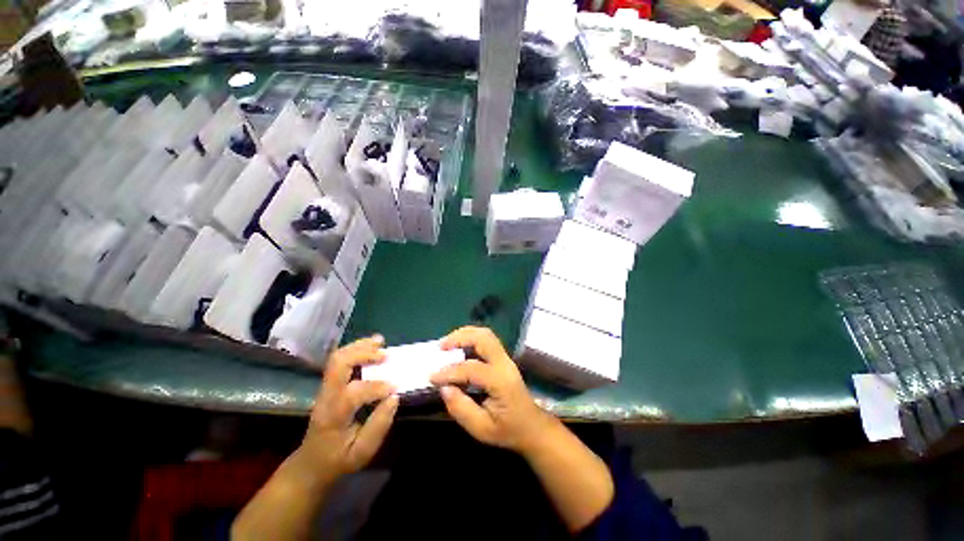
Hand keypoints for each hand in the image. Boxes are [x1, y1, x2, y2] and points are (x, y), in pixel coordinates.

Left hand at [297, 335, 398, 484]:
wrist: (310, 464)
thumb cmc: (338, 460)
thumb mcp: (361, 453)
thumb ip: (379, 426)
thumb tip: (394, 397)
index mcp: (333, 417)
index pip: (353, 393)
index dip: (377, 387)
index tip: (396, 387)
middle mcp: (326, 397)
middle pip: (338, 365)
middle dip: (363, 354)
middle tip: (385, 354)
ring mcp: (325, 388)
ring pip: (337, 358)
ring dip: (360, 346)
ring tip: (380, 341)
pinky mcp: (329, 384)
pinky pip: (340, 360)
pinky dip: (357, 349)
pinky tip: (371, 346)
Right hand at [430, 326, 554, 454]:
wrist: (532, 427)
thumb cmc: (508, 430)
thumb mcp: (482, 428)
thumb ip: (461, 408)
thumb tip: (444, 388)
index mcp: (500, 381)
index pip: (471, 368)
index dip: (449, 372)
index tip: (432, 377)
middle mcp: (504, 363)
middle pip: (483, 338)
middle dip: (460, 337)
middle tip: (441, 347)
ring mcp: (505, 358)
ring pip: (486, 334)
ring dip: (465, 335)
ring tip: (447, 344)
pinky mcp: (503, 359)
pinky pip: (486, 340)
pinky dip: (470, 339)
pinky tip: (459, 348)